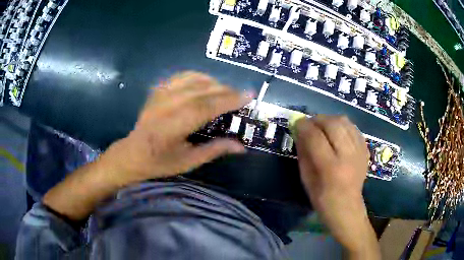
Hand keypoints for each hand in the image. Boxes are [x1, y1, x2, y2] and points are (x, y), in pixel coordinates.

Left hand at [43, 72, 250, 219]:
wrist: (131, 154)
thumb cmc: (159, 163)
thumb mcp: (188, 162)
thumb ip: (215, 150)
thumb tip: (242, 146)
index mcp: (173, 127)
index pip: (206, 107)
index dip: (229, 99)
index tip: (249, 95)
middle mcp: (166, 106)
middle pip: (202, 90)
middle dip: (226, 90)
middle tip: (242, 95)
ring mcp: (160, 95)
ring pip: (192, 79)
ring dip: (213, 82)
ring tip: (225, 91)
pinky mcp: (157, 91)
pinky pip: (181, 76)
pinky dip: (197, 77)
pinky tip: (205, 83)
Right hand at [295, 116, 379, 258]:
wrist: (347, 207)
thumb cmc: (322, 198)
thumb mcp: (306, 178)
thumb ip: (303, 151)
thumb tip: (299, 130)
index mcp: (330, 167)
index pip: (315, 137)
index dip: (304, 126)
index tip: (297, 123)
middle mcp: (347, 156)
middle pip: (333, 124)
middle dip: (318, 119)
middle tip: (310, 124)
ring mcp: (359, 152)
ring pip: (345, 122)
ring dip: (330, 120)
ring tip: (323, 127)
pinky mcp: (365, 150)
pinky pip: (354, 128)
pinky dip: (343, 126)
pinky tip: (337, 133)